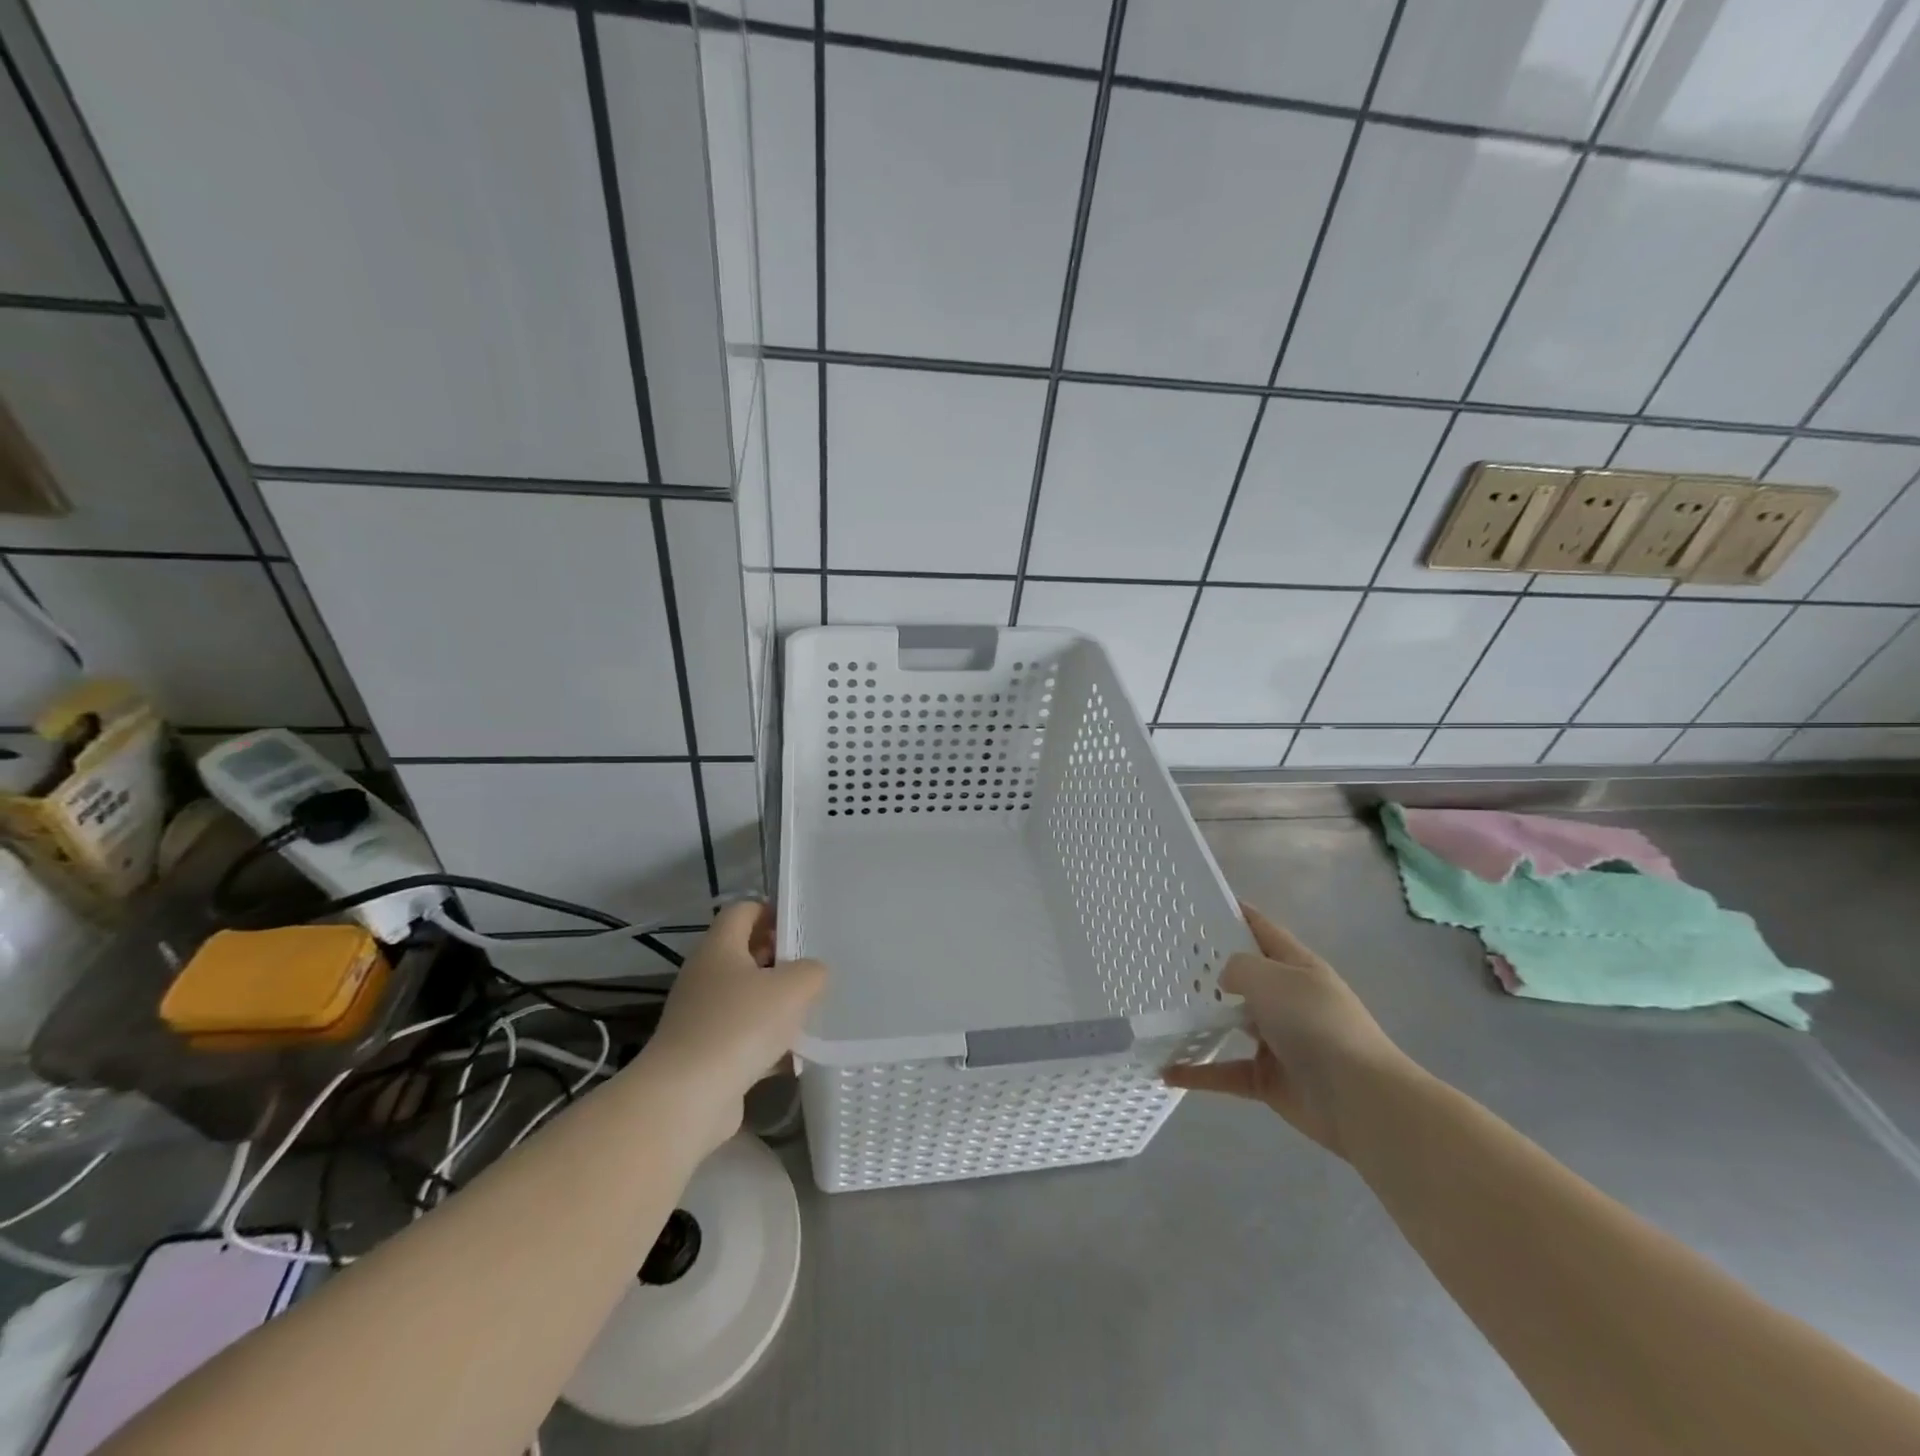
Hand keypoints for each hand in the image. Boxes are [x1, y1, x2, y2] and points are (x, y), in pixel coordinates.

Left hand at [642, 902, 827, 1148]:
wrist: (686, 1098)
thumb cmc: (740, 1026)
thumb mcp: (793, 987)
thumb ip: (812, 971)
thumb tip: (812, 974)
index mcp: (719, 948)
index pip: (743, 910)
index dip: (772, 911)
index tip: (802, 927)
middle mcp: (704, 976)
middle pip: (745, 953)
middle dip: (780, 959)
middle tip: (813, 970)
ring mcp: (700, 1016)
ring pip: (745, 997)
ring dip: (775, 1003)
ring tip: (810, 1012)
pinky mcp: (704, 1053)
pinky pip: (742, 1036)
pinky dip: (766, 1041)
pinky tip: (793, 1055)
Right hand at [1164, 903, 1411, 1157]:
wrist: (1358, 1099)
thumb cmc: (1316, 1024)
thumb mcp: (1272, 979)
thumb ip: (1239, 968)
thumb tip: (1225, 979)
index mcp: (1296, 967)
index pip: (1262, 930)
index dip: (1236, 914)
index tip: (1200, 904)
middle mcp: (1288, 1000)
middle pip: (1244, 978)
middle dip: (1210, 969)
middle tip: (1165, 959)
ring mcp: (1278, 1041)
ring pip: (1231, 1024)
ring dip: (1201, 1021)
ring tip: (1162, 1010)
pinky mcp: (1268, 1079)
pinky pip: (1225, 1071)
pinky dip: (1198, 1072)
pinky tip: (1167, 1071)